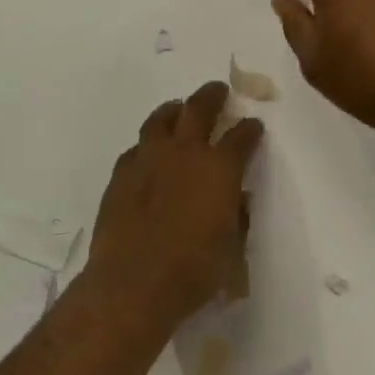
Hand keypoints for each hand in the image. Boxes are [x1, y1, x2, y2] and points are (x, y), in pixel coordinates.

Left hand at [87, 82, 263, 322]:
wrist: (134, 283)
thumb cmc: (194, 271)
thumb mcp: (232, 248)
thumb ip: (237, 217)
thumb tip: (237, 200)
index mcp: (220, 169)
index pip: (242, 136)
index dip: (250, 129)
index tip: (253, 127)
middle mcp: (185, 153)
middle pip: (199, 108)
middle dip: (212, 96)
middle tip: (218, 91)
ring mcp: (148, 160)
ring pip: (161, 119)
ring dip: (174, 110)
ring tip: (178, 109)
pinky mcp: (120, 175)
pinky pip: (136, 148)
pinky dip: (147, 145)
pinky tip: (148, 153)